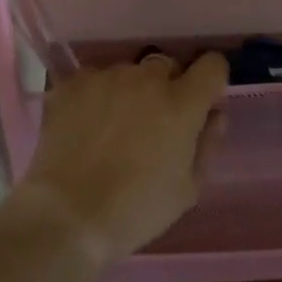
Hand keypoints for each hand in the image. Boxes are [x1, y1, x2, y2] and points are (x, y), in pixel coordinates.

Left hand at [20, 52, 228, 267]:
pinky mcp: (72, 83)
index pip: (212, 65)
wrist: (67, 216)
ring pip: (128, 72)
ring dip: (129, 91)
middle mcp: (147, 78)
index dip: (210, 80)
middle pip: (167, 65)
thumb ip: (207, 143)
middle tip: (153, 122)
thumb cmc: (136, 209)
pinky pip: (94, 79)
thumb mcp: (188, 189)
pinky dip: (95, 95)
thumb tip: (215, 114)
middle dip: (166, 87)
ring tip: (113, 126)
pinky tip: (85, 124)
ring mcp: (106, 77)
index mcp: (182, 102)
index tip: (202, 101)